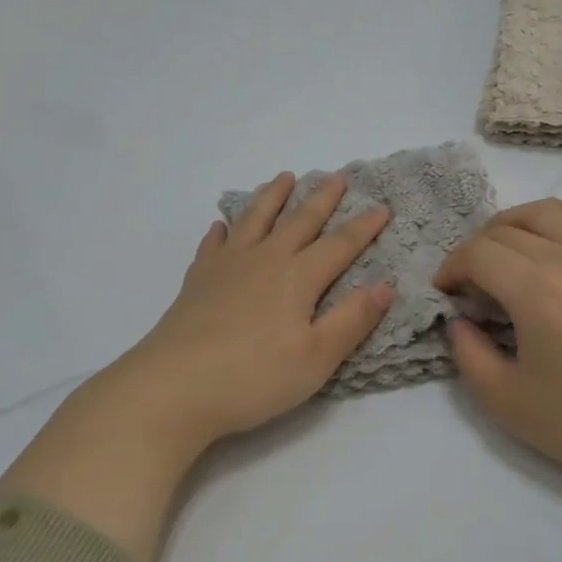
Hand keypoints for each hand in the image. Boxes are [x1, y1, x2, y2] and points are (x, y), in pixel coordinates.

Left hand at [111, 171, 394, 448]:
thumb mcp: (317, 358)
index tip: (383, 207)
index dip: (363, 227)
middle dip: (322, 198)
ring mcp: (227, 266)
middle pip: (299, 221)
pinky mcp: (198, 280)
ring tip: (283, 177)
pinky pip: (213, 244)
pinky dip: (221, 231)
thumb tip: (386, 284)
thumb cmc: (254, 377)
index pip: (339, 245)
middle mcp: (265, 260)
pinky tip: (221, 226)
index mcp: (298, 278)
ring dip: (272, 196)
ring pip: (255, 219)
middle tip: (337, 176)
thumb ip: (352, 319)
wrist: (175, 386)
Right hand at [436, 199, 561, 561]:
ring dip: (508, 226)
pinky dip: (553, 218)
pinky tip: (543, 242)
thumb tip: (459, 320)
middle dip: (474, 252)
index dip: (451, 267)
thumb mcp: (507, 402)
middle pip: (504, 230)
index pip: (478, 253)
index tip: (444, 294)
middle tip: (468, 288)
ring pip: (542, 212)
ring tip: (499, 256)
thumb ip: (468, 354)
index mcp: (537, 292)